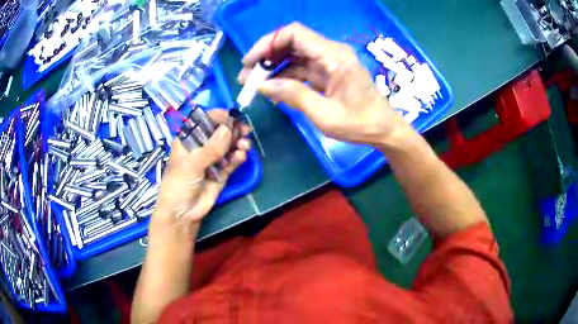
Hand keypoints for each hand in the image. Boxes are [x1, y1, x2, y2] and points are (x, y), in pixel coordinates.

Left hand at [151, 109, 250, 233]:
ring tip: (245, 145)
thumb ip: (211, 148)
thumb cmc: (179, 183)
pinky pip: (232, 161)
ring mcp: (212, 160)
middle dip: (232, 130)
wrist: (183, 212)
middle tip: (244, 130)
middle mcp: (201, 146)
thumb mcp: (192, 163)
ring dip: (237, 143)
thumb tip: (229, 129)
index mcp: (188, 139)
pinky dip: (238, 157)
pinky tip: (242, 155)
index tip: (232, 117)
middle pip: (219, 132)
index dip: (218, 117)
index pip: (204, 121)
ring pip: (228, 146)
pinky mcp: (221, 173)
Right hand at [238, 22, 407, 145]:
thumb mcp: (325, 114)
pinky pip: (302, 69)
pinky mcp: (328, 73)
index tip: (251, 62)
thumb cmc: (360, 124)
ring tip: (253, 84)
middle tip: (247, 76)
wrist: (384, 130)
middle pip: (292, 42)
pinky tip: (272, 89)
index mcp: (334, 56)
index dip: (269, 43)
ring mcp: (329, 62)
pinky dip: (285, 77)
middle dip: (267, 56)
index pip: (295, 34)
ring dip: (273, 68)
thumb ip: (293, 96)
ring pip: (294, 56)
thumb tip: (262, 85)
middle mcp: (331, 53)